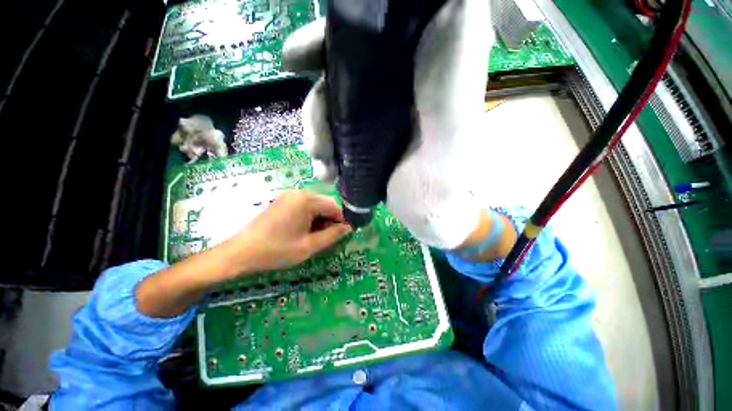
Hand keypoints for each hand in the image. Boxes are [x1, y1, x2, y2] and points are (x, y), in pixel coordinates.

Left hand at [233, 190, 351, 271]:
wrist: (240, 253)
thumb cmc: (276, 250)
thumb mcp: (309, 246)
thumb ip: (332, 235)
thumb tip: (349, 227)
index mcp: (306, 200)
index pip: (335, 206)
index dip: (342, 220)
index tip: (343, 234)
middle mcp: (299, 193)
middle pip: (325, 204)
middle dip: (331, 220)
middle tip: (328, 238)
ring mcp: (289, 196)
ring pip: (316, 205)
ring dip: (321, 219)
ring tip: (315, 236)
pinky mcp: (283, 201)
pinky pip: (304, 206)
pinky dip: (310, 217)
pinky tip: (304, 231)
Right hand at [283, 0, 494, 248]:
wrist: (435, 200)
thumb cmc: (450, 142)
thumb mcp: (458, 72)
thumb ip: (455, 24)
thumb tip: (432, 0)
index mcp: (403, 71)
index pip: (353, 46)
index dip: (322, 46)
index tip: (295, 59)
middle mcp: (385, 95)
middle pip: (333, 84)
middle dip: (315, 109)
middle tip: (316, 141)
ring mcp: (372, 127)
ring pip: (328, 117)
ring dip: (317, 140)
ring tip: (324, 166)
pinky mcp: (363, 153)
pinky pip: (333, 146)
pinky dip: (323, 159)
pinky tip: (326, 174)